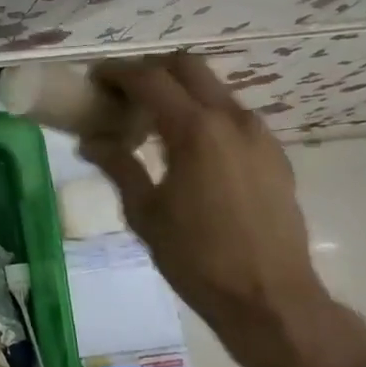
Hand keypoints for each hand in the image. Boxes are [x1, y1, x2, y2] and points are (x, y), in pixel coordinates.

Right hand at [80, 53, 365, 366]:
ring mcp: (259, 135)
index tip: (93, 78)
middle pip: (187, 67)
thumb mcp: (145, 212)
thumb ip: (118, 166)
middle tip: (122, 93)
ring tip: (151, 123)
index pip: (149, 79)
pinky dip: (203, 115)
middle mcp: (232, 120)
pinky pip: (232, 117)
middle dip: (150, 70)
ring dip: (179, 92)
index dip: (117, 72)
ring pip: (213, 89)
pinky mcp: (274, 155)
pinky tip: (187, 150)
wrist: (270, 299)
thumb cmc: (197, 258)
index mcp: (195, 130)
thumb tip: (91, 141)